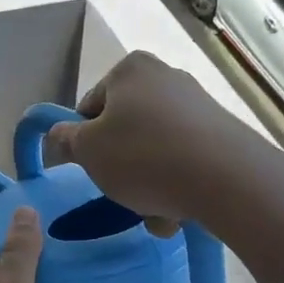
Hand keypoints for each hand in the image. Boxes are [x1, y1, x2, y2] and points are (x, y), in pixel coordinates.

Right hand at [41, 52, 260, 233]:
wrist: (226, 178)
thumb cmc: (143, 156)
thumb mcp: (88, 151)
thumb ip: (64, 140)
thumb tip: (57, 136)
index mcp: (130, 70)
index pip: (89, 107)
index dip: (84, 141)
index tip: (90, 168)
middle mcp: (165, 77)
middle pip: (125, 130)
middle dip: (121, 167)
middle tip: (121, 193)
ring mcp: (198, 104)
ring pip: (155, 151)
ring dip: (148, 184)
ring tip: (155, 212)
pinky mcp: (222, 133)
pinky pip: (185, 161)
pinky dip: (177, 184)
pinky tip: (179, 212)